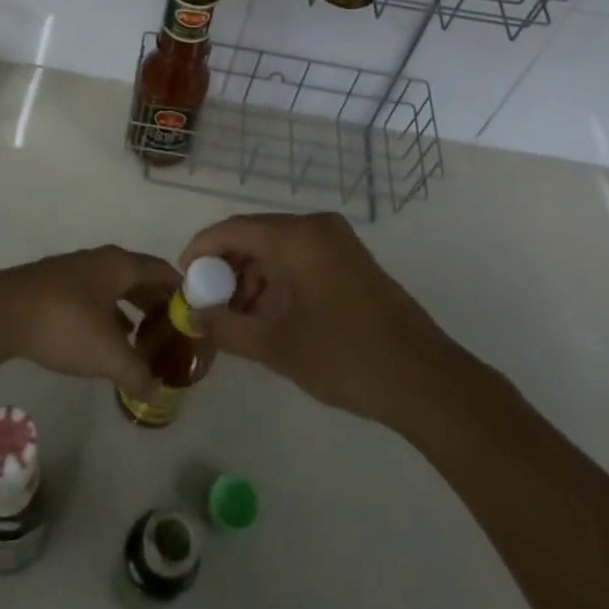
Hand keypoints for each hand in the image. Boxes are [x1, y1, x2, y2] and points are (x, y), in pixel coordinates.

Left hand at [0, 245, 180, 400]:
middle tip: (174, 334)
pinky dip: (110, 315)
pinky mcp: (55, 287)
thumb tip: (157, 391)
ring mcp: (76, 271)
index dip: (183, 293)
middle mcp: (101, 261)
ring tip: (145, 340)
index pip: (164, 272)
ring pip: (116, 288)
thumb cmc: (63, 324)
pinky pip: (95, 296)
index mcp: (120, 265)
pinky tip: (107, 340)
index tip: (196, 319)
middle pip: (141, 278)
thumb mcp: (107, 355)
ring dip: (133, 310)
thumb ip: (137, 373)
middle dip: (159, 304)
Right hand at [179, 212, 456, 426]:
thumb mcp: (278, 347)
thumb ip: (228, 327)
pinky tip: (267, 317)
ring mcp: (337, 242)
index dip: (201, 250)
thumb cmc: (347, 359)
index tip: (182, 278)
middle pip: (255, 236)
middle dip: (226, 269)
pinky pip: (300, 259)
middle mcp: (316, 227)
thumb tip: (192, 317)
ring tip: (236, 319)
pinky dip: (278, 281)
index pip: (233, 229)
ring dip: (252, 278)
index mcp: (298, 237)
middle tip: (207, 304)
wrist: (426, 381)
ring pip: (277, 249)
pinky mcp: (350, 260)